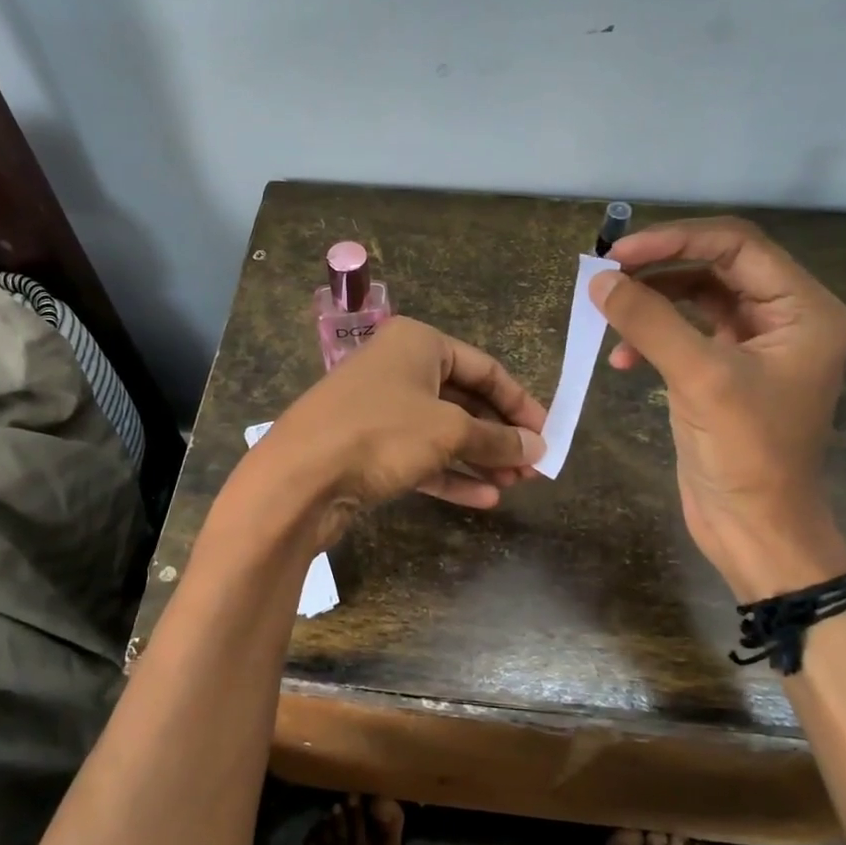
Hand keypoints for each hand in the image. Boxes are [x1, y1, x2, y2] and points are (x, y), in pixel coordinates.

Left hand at [244, 317, 547, 544]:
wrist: (298, 478)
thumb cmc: (380, 433)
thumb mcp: (449, 431)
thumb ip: (497, 439)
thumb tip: (538, 449)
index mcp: (417, 344)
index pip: (484, 368)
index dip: (519, 402)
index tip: (547, 434)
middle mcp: (398, 370)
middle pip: (464, 401)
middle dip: (499, 436)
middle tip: (534, 468)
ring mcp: (380, 410)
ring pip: (443, 433)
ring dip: (480, 459)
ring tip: (517, 486)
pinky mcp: (368, 449)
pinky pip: (420, 458)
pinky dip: (451, 476)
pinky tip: (484, 500)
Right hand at [591, 217, 845, 595]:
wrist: (755, 528)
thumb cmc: (747, 453)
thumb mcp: (700, 379)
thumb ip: (650, 322)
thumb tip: (600, 280)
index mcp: (802, 309)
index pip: (737, 245)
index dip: (675, 240)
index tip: (619, 254)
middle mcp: (783, 318)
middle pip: (715, 266)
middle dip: (659, 268)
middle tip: (605, 275)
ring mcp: (752, 346)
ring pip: (696, 298)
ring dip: (650, 303)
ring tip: (607, 313)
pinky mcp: (724, 372)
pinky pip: (684, 334)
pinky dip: (651, 338)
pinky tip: (621, 361)